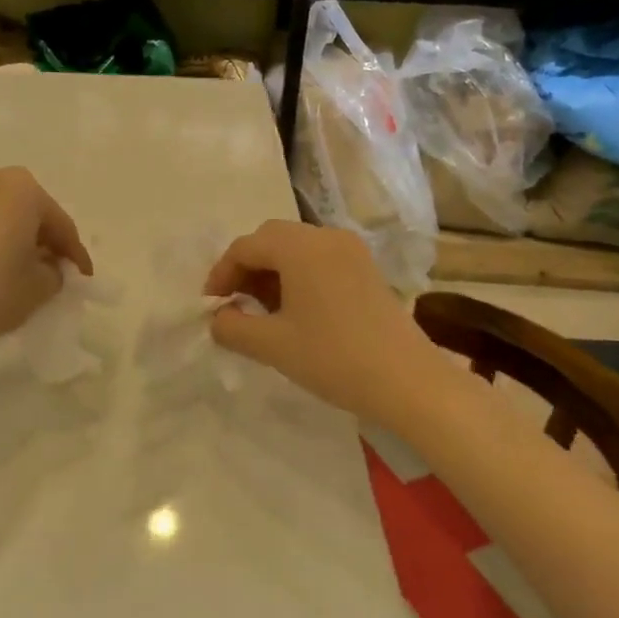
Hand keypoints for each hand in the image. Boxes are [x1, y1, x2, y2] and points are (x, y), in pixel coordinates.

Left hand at [0, 167, 92, 369]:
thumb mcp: (39, 288)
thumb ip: (55, 272)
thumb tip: (47, 266)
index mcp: (23, 188)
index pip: (61, 224)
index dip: (75, 254)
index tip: (84, 278)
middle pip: (30, 212)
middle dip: (45, 240)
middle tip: (56, 269)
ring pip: (2, 215)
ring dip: (17, 238)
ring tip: (25, 270)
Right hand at [205, 220, 445, 427]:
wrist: (407, 380)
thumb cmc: (333, 358)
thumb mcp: (272, 345)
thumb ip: (233, 327)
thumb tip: (218, 317)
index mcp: (300, 247)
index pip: (246, 246)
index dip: (221, 273)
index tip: (211, 305)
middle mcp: (325, 237)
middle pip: (271, 239)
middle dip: (246, 268)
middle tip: (234, 304)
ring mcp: (351, 250)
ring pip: (296, 249)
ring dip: (272, 272)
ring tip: (262, 311)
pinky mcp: (366, 269)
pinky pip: (319, 259)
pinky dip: (297, 276)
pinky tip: (295, 311)